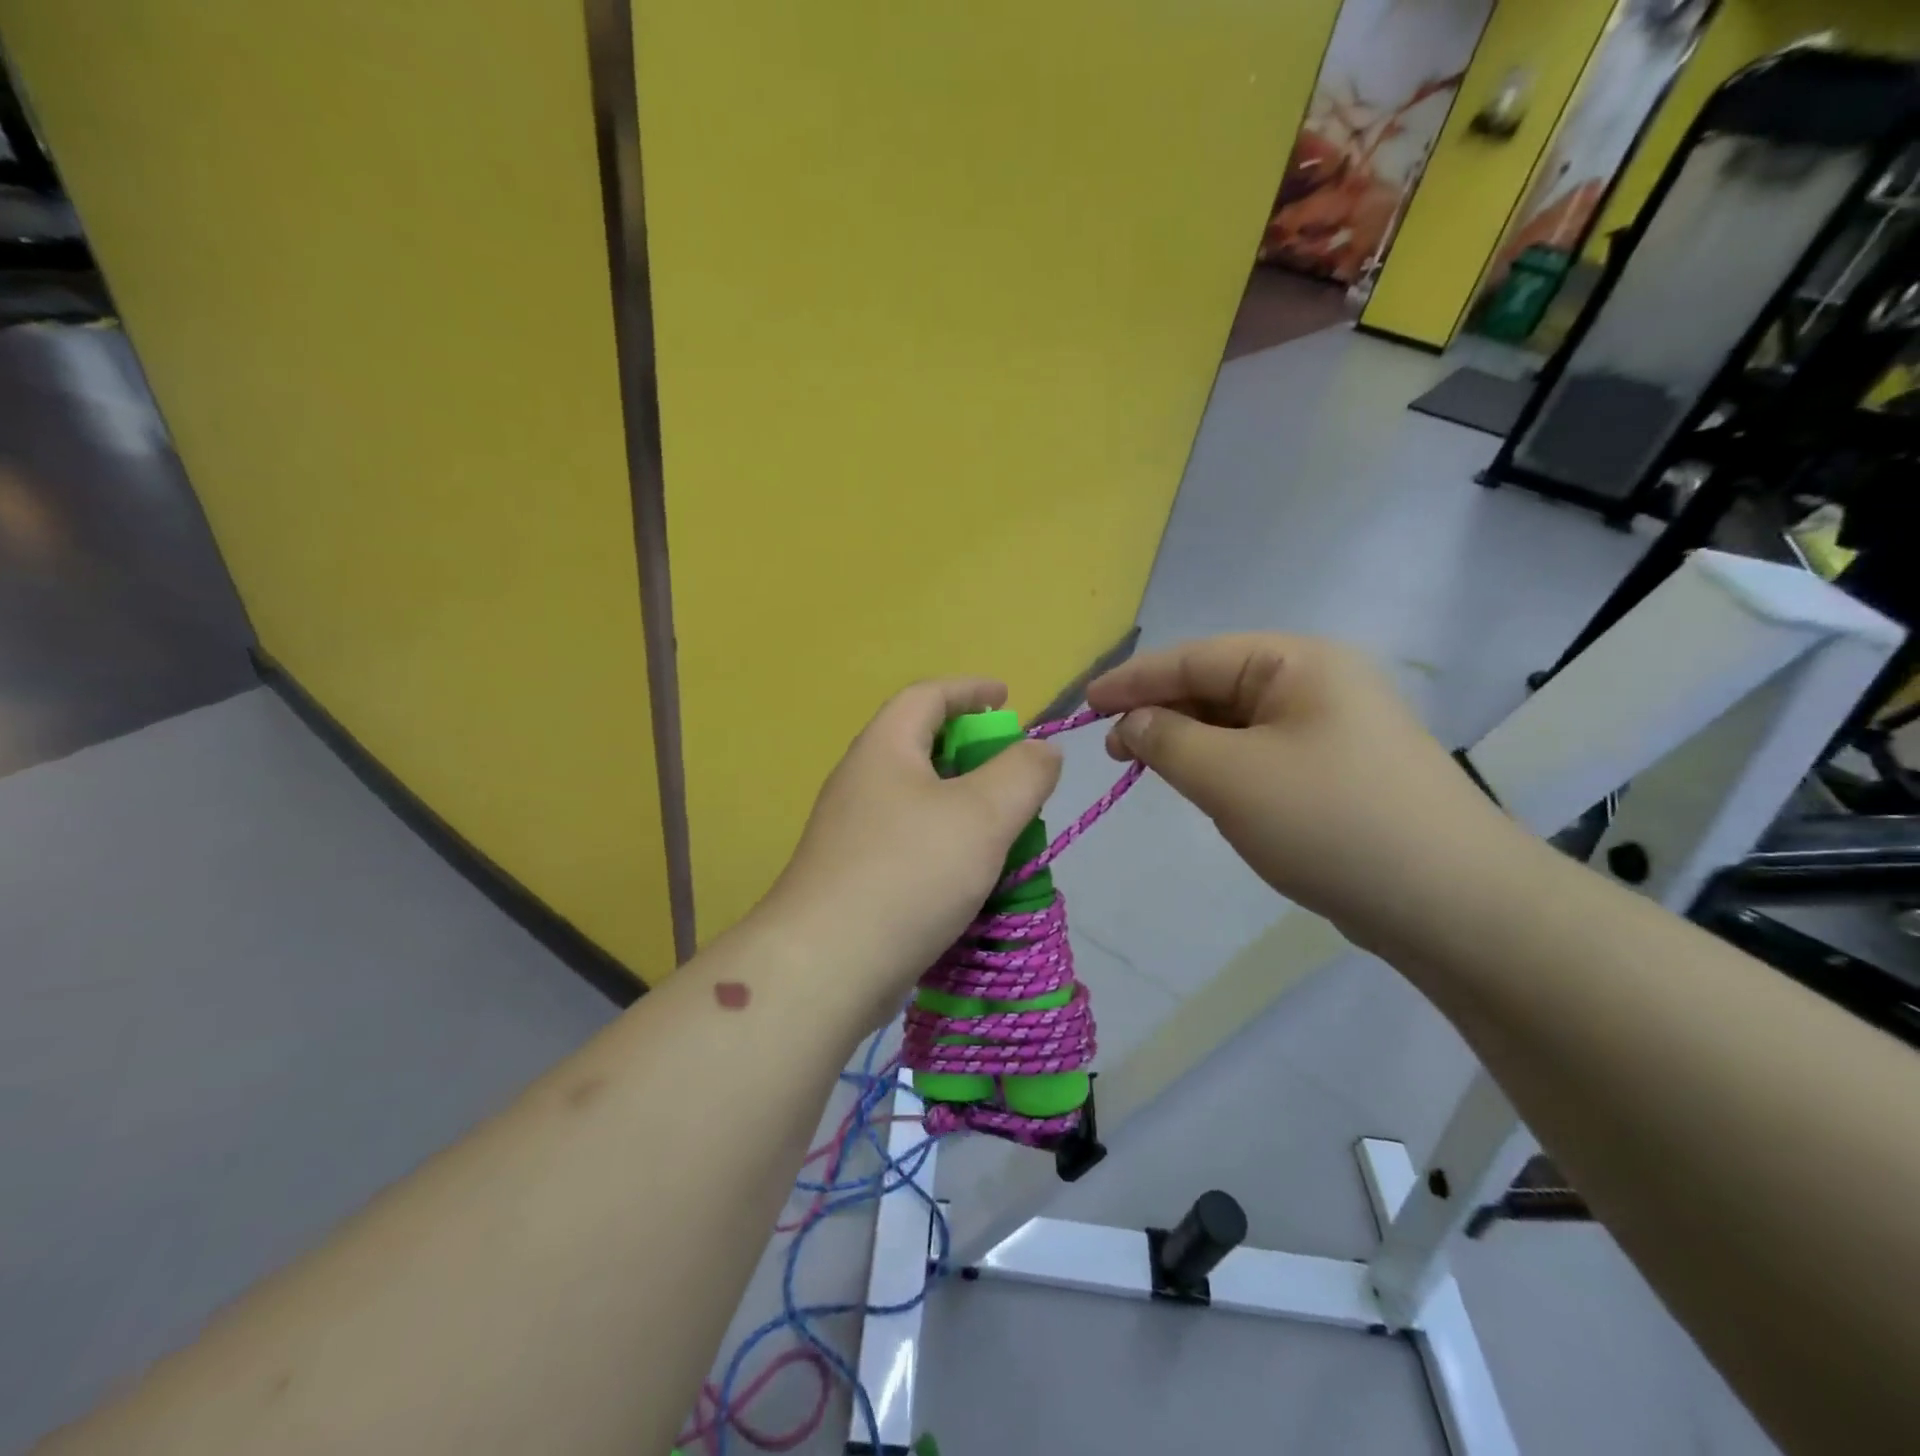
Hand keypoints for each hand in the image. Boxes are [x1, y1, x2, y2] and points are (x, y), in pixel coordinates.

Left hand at [759, 679, 1061, 1014]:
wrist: (827, 965)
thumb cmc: (909, 873)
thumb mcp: (983, 815)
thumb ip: (1023, 773)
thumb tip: (1041, 749)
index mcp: (885, 749)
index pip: (927, 695)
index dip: (970, 689)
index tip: (1007, 697)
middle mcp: (861, 781)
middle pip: (921, 745)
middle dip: (972, 751)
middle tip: (1014, 772)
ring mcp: (852, 831)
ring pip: (918, 799)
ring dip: (962, 803)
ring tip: (1003, 826)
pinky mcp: (853, 875)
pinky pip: (909, 840)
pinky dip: (945, 842)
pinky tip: (970, 873)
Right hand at [1087, 634, 1520, 951]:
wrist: (1451, 903)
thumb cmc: (1330, 821)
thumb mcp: (1230, 776)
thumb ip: (1167, 740)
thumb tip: (1134, 722)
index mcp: (1297, 663)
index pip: (1195, 658)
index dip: (1133, 680)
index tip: (1084, 705)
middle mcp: (1317, 683)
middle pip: (1216, 686)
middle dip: (1161, 713)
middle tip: (1114, 752)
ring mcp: (1332, 729)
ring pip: (1237, 724)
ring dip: (1189, 743)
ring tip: (1149, 769)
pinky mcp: (1337, 773)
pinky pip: (1261, 755)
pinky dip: (1222, 767)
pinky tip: (1205, 789)